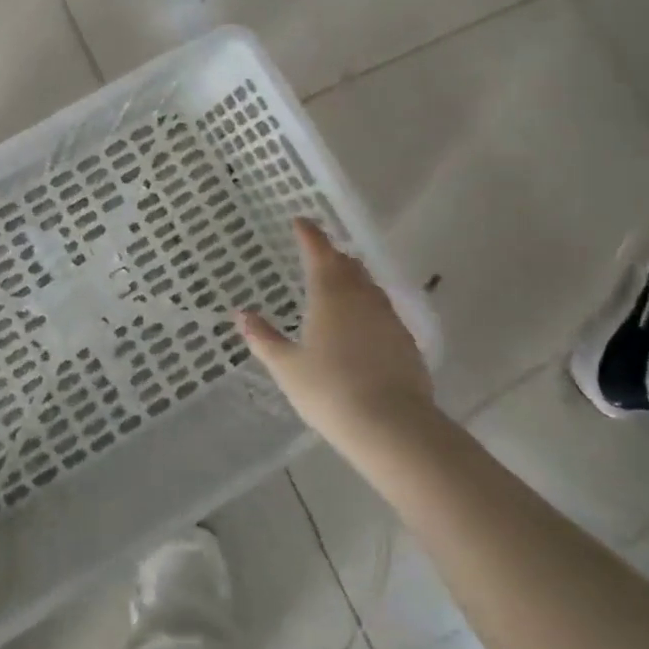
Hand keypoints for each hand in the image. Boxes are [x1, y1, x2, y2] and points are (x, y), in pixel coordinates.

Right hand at [237, 219, 434, 442]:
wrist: (393, 427)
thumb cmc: (329, 391)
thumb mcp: (286, 367)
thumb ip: (264, 338)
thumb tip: (242, 314)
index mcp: (330, 295)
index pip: (319, 253)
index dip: (309, 235)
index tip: (300, 221)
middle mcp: (362, 299)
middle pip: (349, 266)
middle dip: (332, 255)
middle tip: (318, 252)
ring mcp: (389, 320)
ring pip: (369, 287)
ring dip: (353, 278)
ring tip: (340, 282)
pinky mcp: (406, 343)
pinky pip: (383, 311)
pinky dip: (368, 306)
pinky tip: (362, 323)